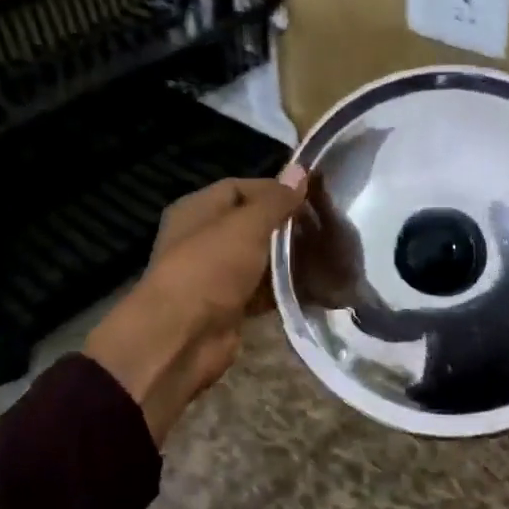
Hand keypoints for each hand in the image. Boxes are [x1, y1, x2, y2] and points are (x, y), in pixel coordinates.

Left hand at [85, 167, 306, 443]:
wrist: (182, 338)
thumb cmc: (210, 268)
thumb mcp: (247, 226)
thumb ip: (276, 201)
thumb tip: (300, 170)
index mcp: (197, 209)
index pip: (240, 187)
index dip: (275, 189)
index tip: (312, 196)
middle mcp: (203, 238)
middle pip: (251, 223)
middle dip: (285, 225)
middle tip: (325, 226)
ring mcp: (215, 274)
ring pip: (258, 258)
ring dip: (287, 258)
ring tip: (327, 253)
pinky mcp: (229, 306)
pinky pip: (261, 290)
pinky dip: (283, 287)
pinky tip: (314, 284)